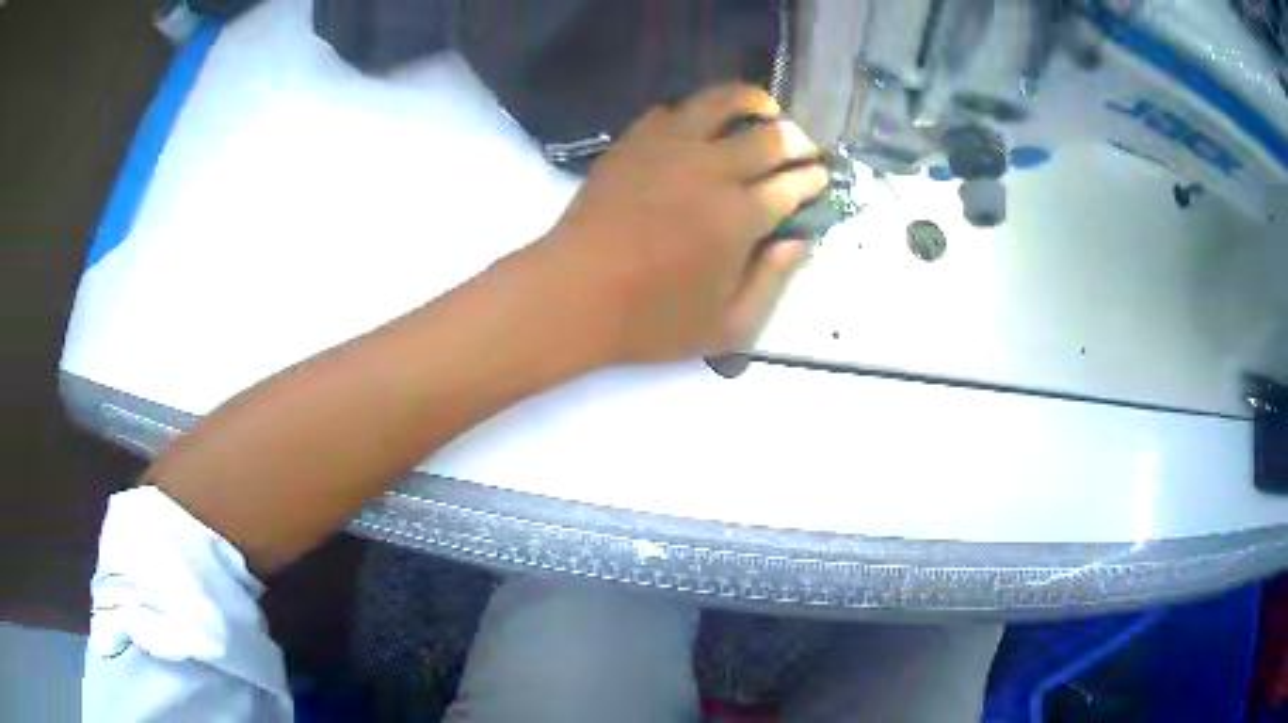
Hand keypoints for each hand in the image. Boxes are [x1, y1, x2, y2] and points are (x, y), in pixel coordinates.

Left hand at [540, 84, 827, 364]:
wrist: (572, 296)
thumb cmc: (649, 321)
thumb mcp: (726, 327)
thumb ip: (772, 282)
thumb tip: (799, 242)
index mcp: (739, 216)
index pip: (793, 183)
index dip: (813, 178)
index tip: (821, 176)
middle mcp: (711, 170)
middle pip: (768, 136)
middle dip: (796, 138)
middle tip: (803, 145)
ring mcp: (668, 148)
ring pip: (720, 102)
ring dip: (752, 100)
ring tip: (764, 107)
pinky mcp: (633, 142)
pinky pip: (670, 110)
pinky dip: (693, 111)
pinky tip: (697, 124)